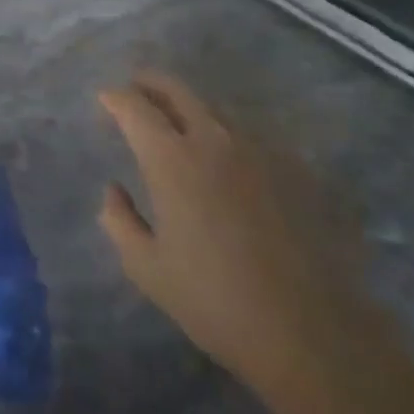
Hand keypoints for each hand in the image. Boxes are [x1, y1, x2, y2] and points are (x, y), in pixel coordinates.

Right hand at [98, 71, 394, 399]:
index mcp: (171, 159)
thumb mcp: (147, 269)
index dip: (115, 98)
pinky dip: (225, 131)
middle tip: (136, 89)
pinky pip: (249, 132)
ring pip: (214, 106)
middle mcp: (212, 138)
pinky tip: (226, 154)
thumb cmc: (215, 301)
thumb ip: (120, 222)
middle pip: (176, 89)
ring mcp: (257, 147)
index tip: (105, 99)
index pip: (134, 107)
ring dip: (188, 105)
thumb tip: (114, 189)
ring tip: (178, 121)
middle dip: (149, 83)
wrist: (309, 330)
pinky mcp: (292, 165)